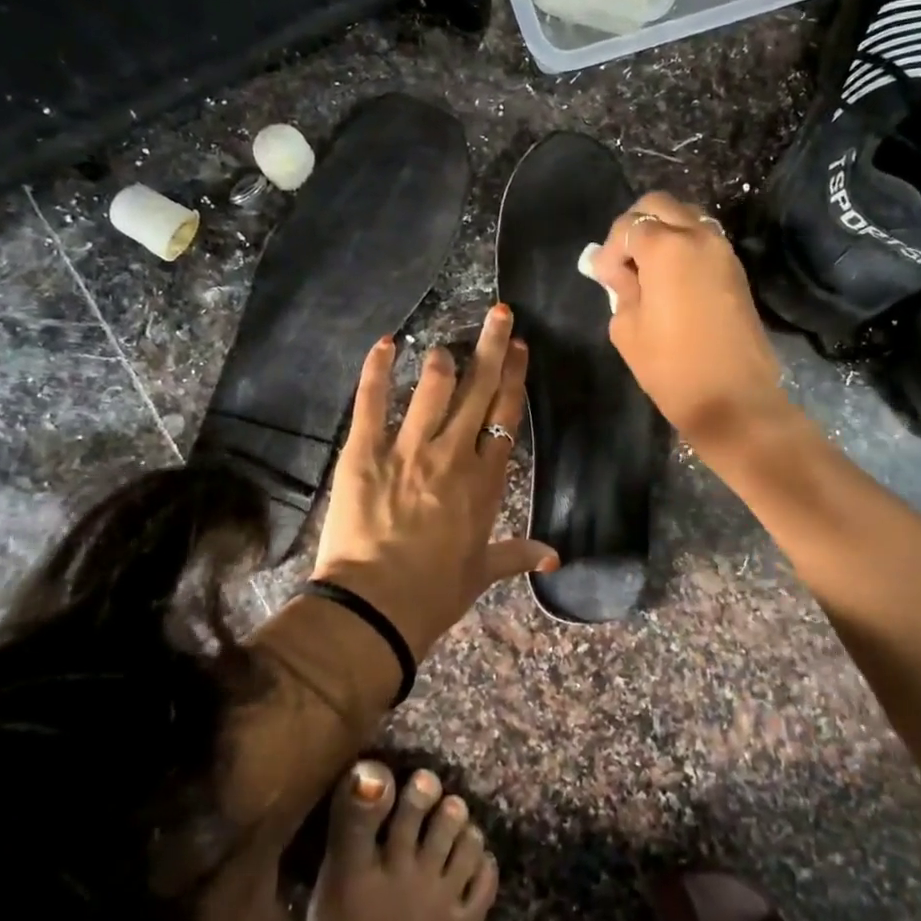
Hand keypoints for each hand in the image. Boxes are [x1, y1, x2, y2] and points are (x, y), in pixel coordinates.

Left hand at [313, 305, 556, 657]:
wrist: (376, 608)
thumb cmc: (435, 592)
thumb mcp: (481, 571)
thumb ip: (517, 555)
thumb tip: (554, 557)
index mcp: (485, 480)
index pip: (505, 415)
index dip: (513, 377)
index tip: (518, 347)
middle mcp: (453, 454)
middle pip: (479, 390)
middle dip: (491, 346)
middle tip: (499, 313)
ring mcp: (408, 449)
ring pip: (433, 388)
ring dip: (443, 360)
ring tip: (447, 345)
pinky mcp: (365, 451)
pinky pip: (373, 401)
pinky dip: (378, 369)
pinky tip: (386, 343)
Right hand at [587, 192, 790, 450]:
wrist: (734, 400)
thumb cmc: (671, 367)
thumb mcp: (627, 328)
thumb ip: (619, 288)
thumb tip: (619, 272)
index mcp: (667, 247)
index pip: (628, 226)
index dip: (609, 250)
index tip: (604, 279)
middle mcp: (699, 236)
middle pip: (659, 205)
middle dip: (635, 226)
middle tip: (623, 263)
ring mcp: (723, 251)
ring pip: (686, 217)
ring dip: (662, 232)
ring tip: (647, 270)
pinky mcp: (736, 270)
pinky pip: (703, 239)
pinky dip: (682, 246)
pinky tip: (670, 280)